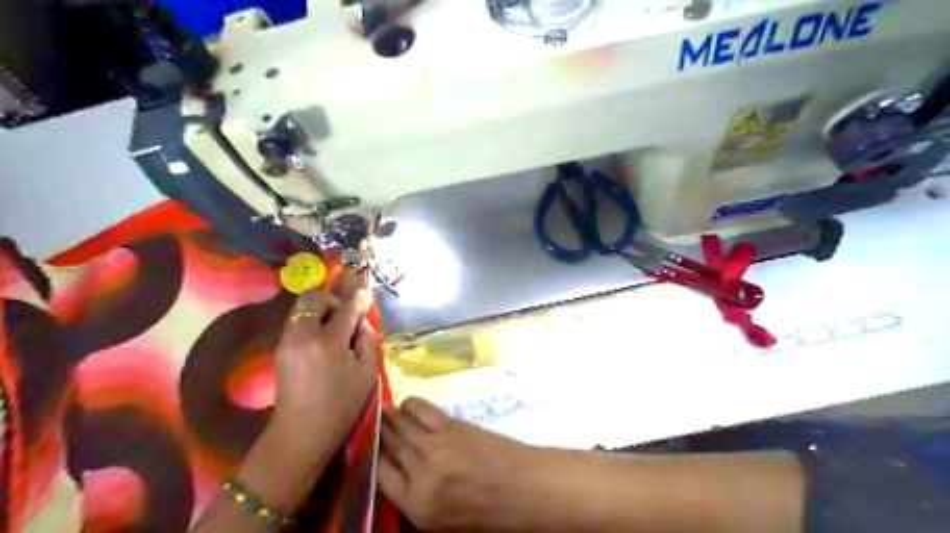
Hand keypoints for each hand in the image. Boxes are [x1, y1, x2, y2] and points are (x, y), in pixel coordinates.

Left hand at [269, 272, 377, 463]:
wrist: (301, 433)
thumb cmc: (341, 406)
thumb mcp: (366, 373)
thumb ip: (367, 340)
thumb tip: (361, 320)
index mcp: (328, 342)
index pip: (345, 310)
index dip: (357, 300)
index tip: (364, 293)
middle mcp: (303, 335)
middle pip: (313, 299)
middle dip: (332, 300)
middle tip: (345, 315)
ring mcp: (287, 341)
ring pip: (301, 309)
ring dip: (319, 311)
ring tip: (334, 328)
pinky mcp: (279, 349)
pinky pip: (296, 322)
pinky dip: (310, 322)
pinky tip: (322, 340)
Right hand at [374, 397, 532, 529]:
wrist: (523, 487)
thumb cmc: (488, 513)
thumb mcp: (443, 524)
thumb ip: (415, 503)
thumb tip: (396, 479)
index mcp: (416, 506)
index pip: (380, 475)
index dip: (372, 458)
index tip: (369, 447)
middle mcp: (420, 473)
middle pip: (389, 447)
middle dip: (377, 433)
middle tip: (369, 422)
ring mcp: (435, 446)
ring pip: (402, 426)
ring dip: (389, 416)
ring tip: (381, 410)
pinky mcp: (451, 426)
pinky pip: (422, 410)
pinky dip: (411, 405)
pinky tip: (406, 404)